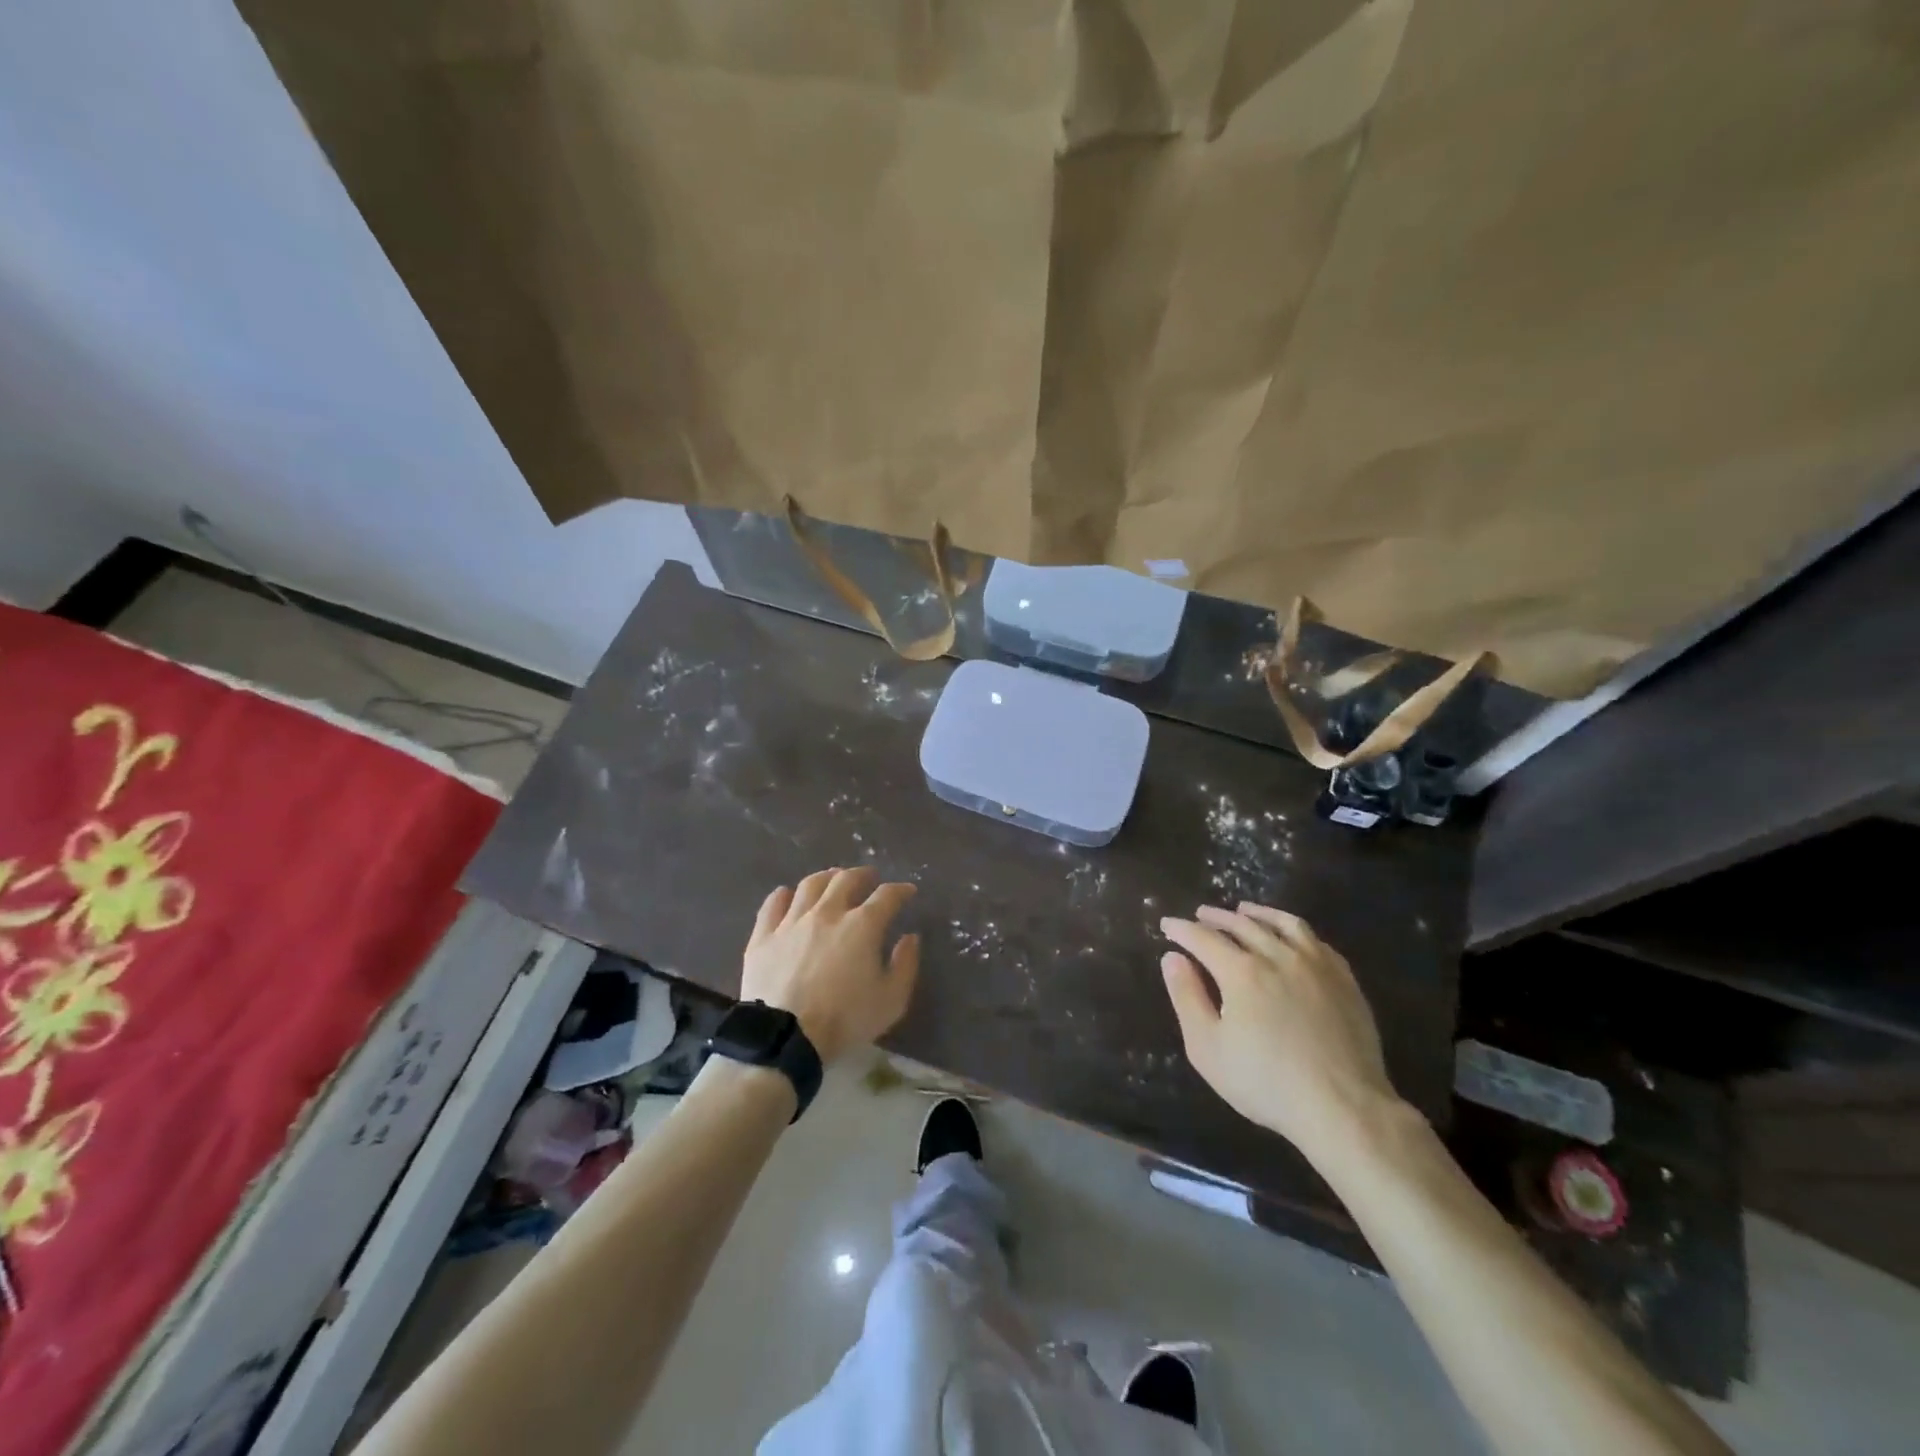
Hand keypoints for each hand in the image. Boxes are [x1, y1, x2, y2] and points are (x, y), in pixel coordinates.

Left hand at [741, 867, 920, 1062]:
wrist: (785, 1037)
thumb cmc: (845, 1020)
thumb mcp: (891, 1000)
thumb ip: (905, 965)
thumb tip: (910, 937)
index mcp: (862, 925)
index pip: (887, 896)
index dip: (900, 890)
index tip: (908, 891)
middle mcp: (827, 912)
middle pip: (846, 880)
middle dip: (863, 875)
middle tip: (869, 878)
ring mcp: (792, 921)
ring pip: (810, 885)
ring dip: (826, 877)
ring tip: (833, 879)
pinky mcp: (763, 936)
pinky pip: (773, 904)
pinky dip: (783, 895)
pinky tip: (788, 895)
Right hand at [1160, 902, 1402, 1164]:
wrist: (1343, 1108)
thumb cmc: (1266, 1082)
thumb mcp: (1208, 1047)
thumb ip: (1187, 997)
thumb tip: (1172, 958)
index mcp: (1241, 971)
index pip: (1203, 938)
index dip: (1182, 929)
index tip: (1167, 925)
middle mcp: (1277, 956)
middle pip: (1241, 924)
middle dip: (1215, 917)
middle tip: (1200, 914)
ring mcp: (1315, 965)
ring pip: (1282, 923)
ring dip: (1257, 913)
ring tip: (1244, 910)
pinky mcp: (1344, 979)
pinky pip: (1315, 940)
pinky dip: (1294, 929)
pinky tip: (1290, 936)